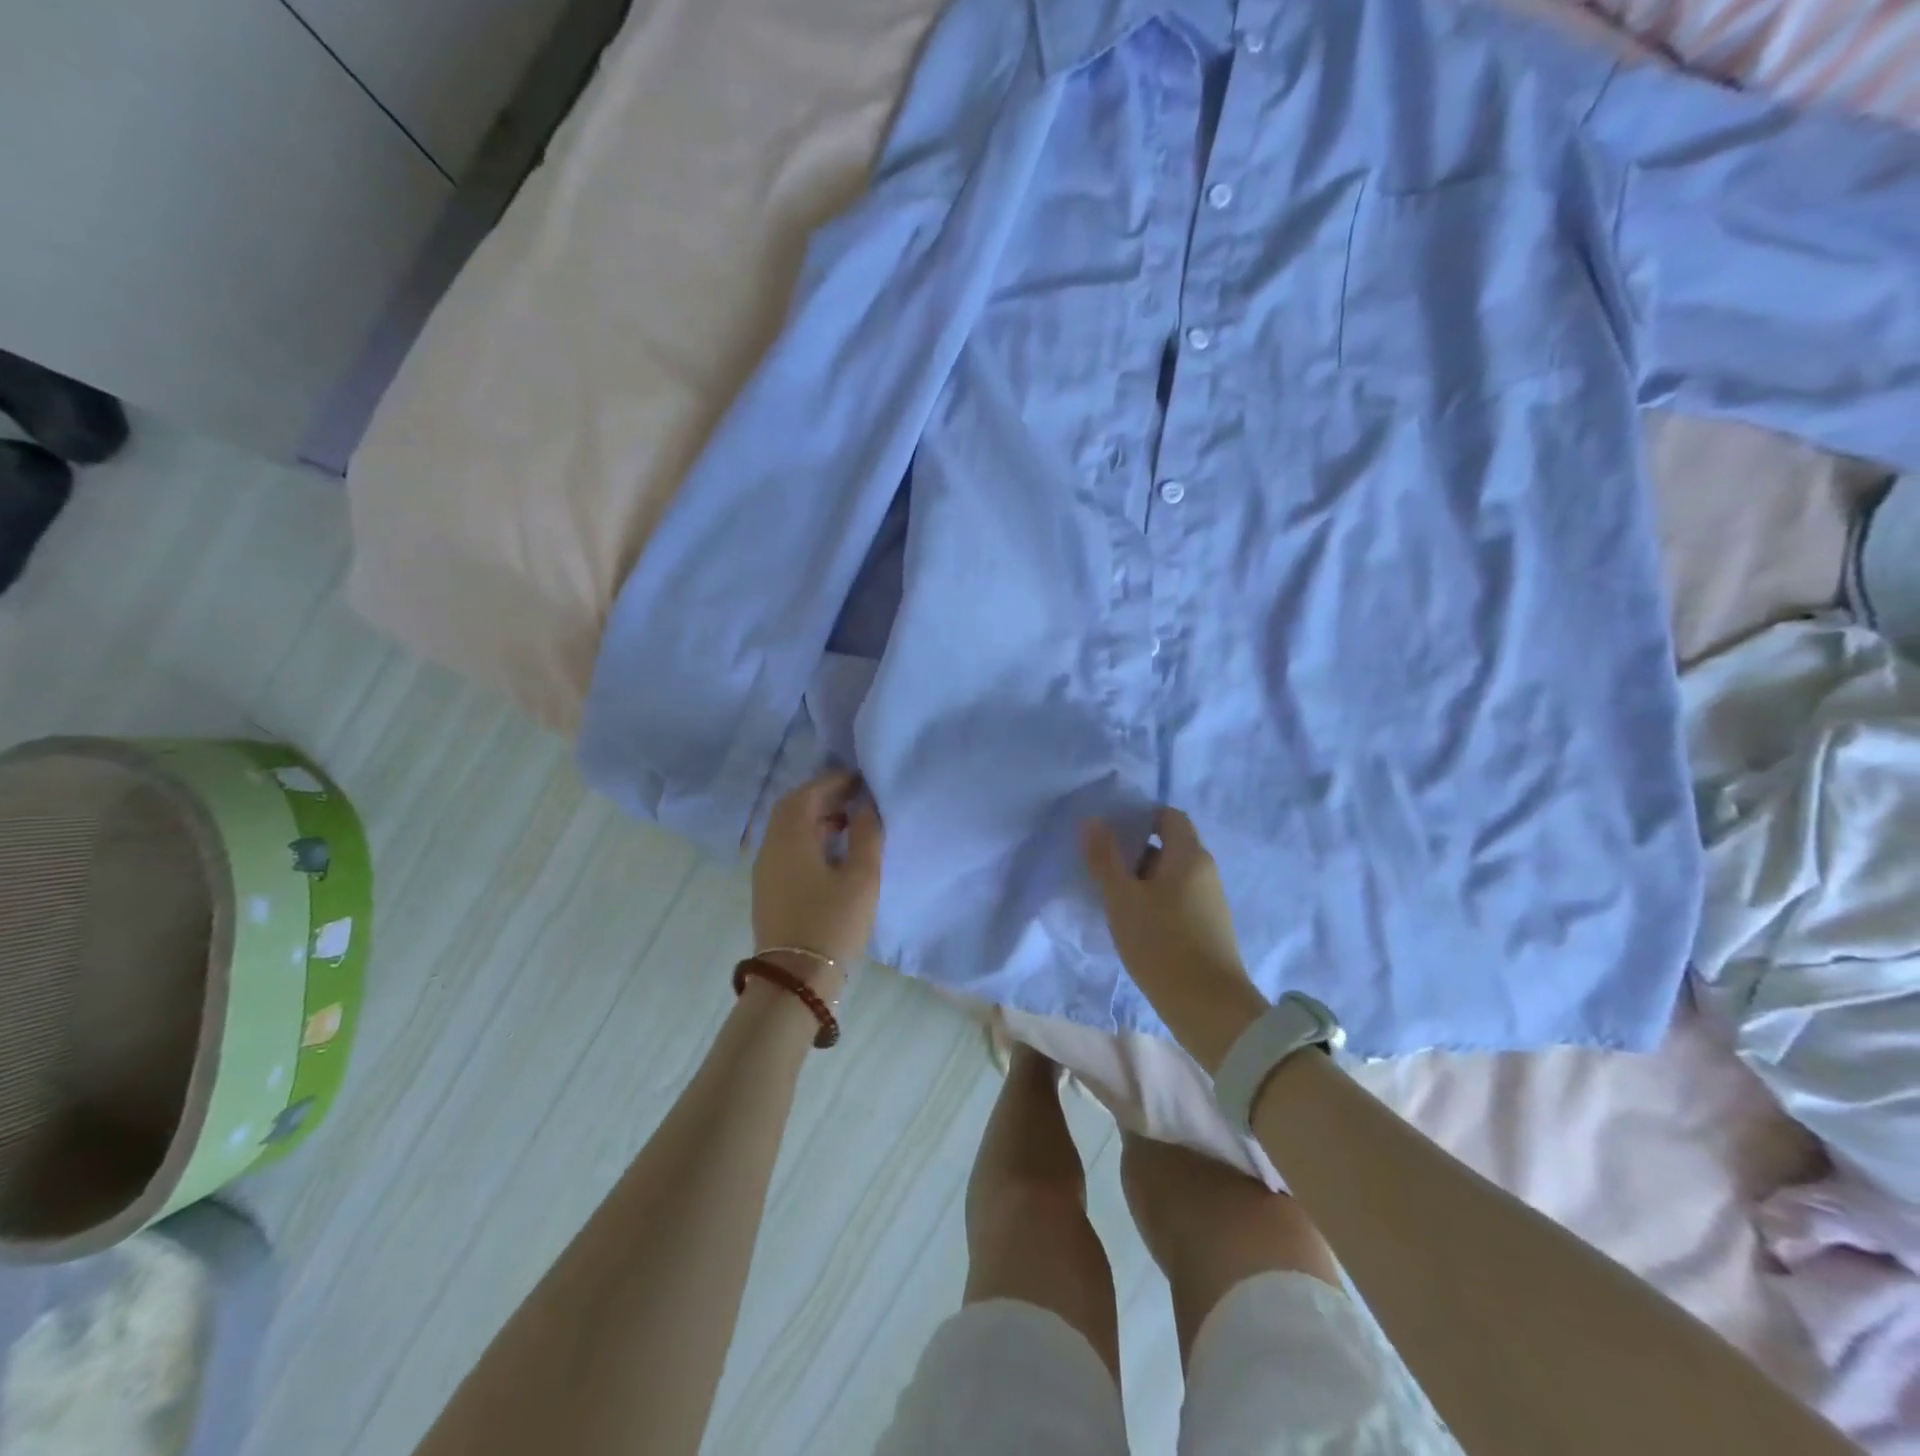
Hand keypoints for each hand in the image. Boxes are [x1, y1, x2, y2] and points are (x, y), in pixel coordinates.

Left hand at [751, 770, 883, 990]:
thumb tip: (865, 806)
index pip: (807, 794)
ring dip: (815, 817)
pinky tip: (831, 850)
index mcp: (790, 838)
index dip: (833, 781)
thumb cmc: (832, 923)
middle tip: (853, 796)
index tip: (860, 779)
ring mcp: (765, 870)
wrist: (796, 979)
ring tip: (848, 821)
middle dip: (822, 796)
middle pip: (792, 808)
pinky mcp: (768, 889)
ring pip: (787, 829)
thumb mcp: (861, 877)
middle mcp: (770, 847)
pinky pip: (786, 848)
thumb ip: (866, 834)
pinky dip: (807, 837)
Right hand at [1082, 808, 1267, 1071]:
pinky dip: (1154, 900)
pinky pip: (1177, 899)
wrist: (1209, 1008)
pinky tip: (1132, 921)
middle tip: (1100, 864)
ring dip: (1141, 878)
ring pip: (1170, 875)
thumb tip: (1092, 821)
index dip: (1139, 816)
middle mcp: (1205, 871)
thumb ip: (1105, 858)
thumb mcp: (1122, 899)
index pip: (1167, 816)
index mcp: (1189, 855)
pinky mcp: (1208, 928)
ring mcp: (1209, 901)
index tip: (1109, 830)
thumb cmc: (1162, 943)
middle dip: (1134, 851)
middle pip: (1168, 845)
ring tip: (1110, 894)